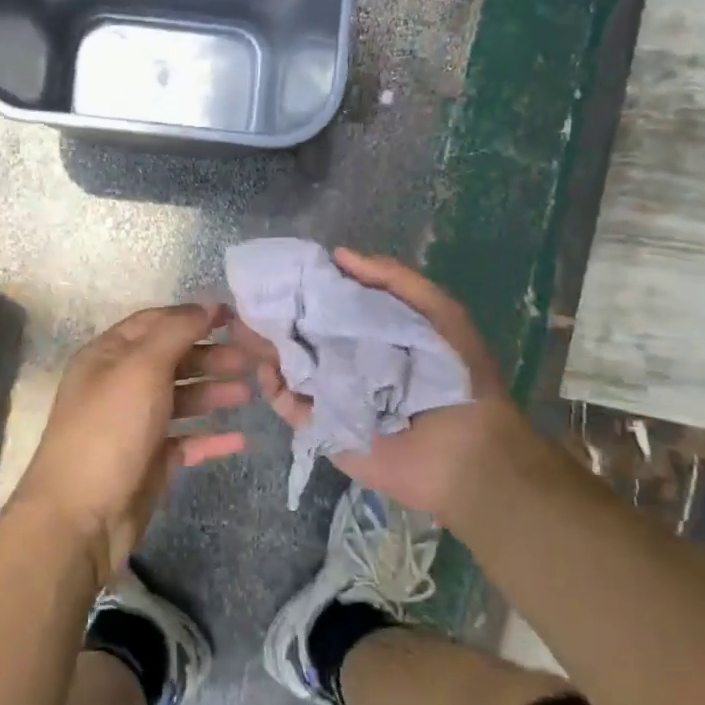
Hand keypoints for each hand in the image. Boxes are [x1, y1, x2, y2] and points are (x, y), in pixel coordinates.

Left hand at [18, 303, 251, 580]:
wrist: (80, 517)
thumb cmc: (109, 430)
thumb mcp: (141, 369)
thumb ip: (176, 332)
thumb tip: (207, 304)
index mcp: (108, 356)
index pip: (154, 323)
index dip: (192, 316)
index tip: (235, 316)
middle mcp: (120, 385)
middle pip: (171, 360)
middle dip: (210, 357)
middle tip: (251, 359)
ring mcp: (134, 425)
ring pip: (181, 400)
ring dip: (214, 393)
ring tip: (249, 392)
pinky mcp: (148, 461)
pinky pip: (185, 441)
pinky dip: (210, 437)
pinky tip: (240, 439)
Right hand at [233, 248, 526, 524]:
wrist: (461, 450)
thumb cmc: (454, 375)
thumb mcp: (438, 312)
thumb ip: (393, 279)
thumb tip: (338, 254)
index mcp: (372, 332)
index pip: (329, 305)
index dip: (304, 288)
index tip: (278, 271)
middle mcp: (347, 359)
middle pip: (302, 334)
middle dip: (276, 317)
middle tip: (247, 300)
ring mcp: (330, 393)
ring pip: (288, 366)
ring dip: (266, 348)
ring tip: (243, 329)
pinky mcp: (320, 425)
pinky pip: (288, 404)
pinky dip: (273, 387)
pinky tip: (266, 368)